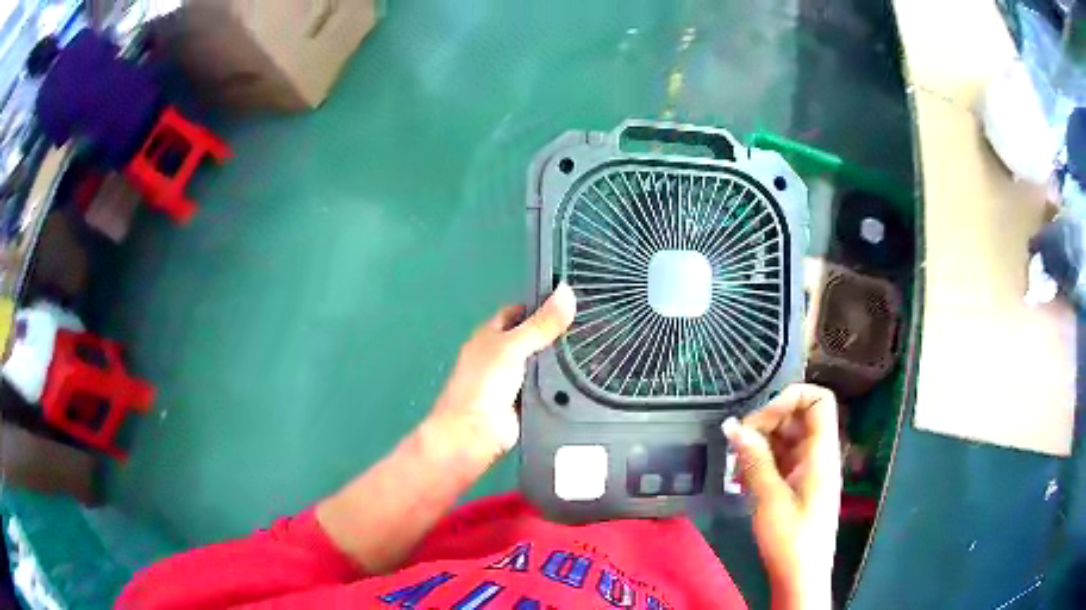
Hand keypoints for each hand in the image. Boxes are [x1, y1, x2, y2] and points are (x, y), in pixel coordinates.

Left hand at [428, 283, 576, 463]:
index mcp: (490, 334)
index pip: (518, 311)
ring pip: (543, 363)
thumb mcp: (513, 346)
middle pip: (533, 337)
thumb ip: (541, 324)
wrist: (476, 433)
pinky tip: (582, 379)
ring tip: (594, 346)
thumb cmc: (484, 384)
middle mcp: (501, 355)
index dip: (541, 304)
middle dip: (556, 333)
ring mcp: (514, 380)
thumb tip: (567, 292)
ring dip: (561, 360)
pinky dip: (562, 384)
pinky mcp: (526, 402)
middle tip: (589, 323)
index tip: (570, 300)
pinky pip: (549, 387)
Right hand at [722, 384, 841, 609]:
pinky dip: (761, 463)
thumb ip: (754, 459)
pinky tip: (742, 481)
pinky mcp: (798, 485)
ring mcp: (808, 470)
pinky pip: (781, 460)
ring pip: (786, 439)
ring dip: (759, 446)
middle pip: (798, 417)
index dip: (791, 398)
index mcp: (822, 452)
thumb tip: (732, 425)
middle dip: (767, 424)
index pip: (819, 400)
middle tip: (738, 446)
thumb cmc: (790, 539)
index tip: (760, 419)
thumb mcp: (769, 498)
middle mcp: (818, 455)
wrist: (800, 577)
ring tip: (735, 467)